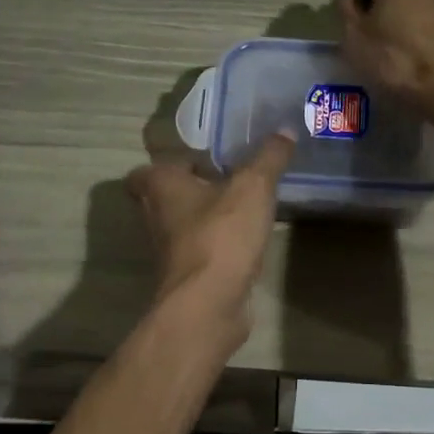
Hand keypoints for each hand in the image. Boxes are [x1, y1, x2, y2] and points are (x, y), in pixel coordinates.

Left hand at [125, 134, 293, 340]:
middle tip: (226, 179)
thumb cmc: (221, 234)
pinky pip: (201, 251)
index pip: (147, 170)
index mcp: (161, 187)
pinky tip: (246, 239)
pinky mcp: (188, 276)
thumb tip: (285, 129)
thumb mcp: (253, 187)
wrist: (209, 303)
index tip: (200, 161)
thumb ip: (269, 158)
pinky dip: (218, 244)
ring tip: (242, 206)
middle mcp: (156, 217)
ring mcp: (170, 250)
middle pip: (165, 197)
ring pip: (183, 225)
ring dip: (206, 217)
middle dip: (192, 188)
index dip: (169, 164)